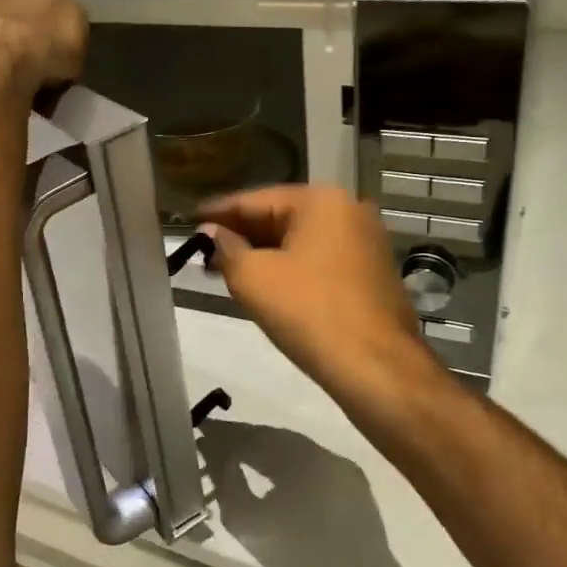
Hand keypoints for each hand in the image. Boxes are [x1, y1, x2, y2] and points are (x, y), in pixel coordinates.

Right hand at [199, 186, 438, 405]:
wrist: (376, 367)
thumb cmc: (309, 312)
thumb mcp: (253, 278)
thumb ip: (227, 248)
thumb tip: (212, 232)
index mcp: (322, 200)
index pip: (256, 199)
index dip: (219, 211)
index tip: (189, 219)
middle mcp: (349, 210)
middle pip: (281, 216)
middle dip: (241, 234)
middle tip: (203, 249)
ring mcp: (365, 242)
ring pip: (300, 240)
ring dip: (263, 253)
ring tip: (225, 268)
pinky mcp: (370, 272)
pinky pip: (319, 259)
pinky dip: (289, 267)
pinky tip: (264, 283)